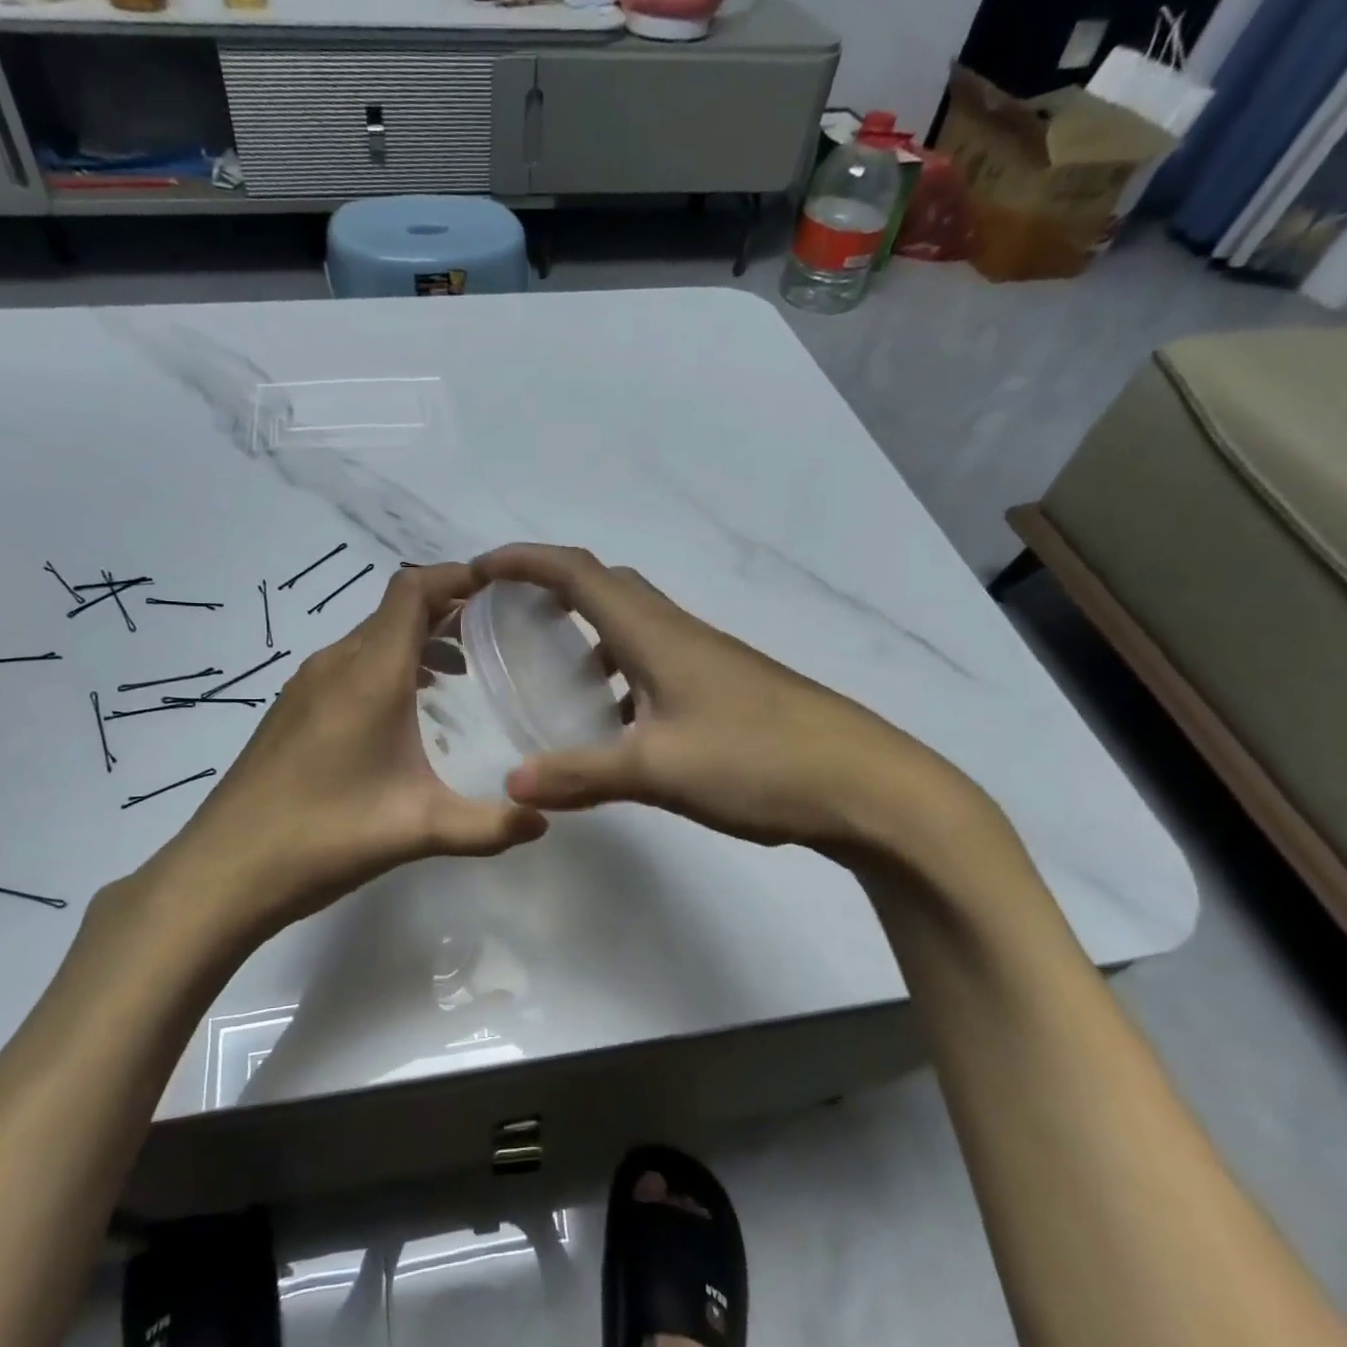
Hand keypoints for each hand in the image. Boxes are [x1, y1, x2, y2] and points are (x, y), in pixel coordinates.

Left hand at [124, 563, 548, 951]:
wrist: (224, 871)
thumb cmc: (324, 837)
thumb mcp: (418, 830)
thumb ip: (488, 825)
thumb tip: (544, 820)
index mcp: (369, 674)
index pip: (411, 590)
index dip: (455, 576)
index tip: (498, 588)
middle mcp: (335, 664)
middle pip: (393, 610)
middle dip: (445, 610)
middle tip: (493, 636)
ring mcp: (305, 686)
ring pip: (369, 638)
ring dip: (414, 641)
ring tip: (458, 673)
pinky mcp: (290, 710)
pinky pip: (348, 665)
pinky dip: (385, 666)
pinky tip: (403, 713)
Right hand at [473, 544, 987, 864]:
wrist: (866, 785)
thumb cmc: (757, 761)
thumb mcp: (657, 770)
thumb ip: (580, 775)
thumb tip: (512, 784)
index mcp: (655, 634)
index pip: (577, 573)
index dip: (525, 561)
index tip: (480, 569)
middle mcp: (679, 633)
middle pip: (606, 587)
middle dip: (552, 588)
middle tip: (512, 618)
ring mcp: (708, 659)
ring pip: (634, 627)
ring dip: (589, 634)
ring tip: (554, 675)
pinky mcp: (726, 688)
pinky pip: (657, 662)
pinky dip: (621, 674)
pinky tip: (616, 724)